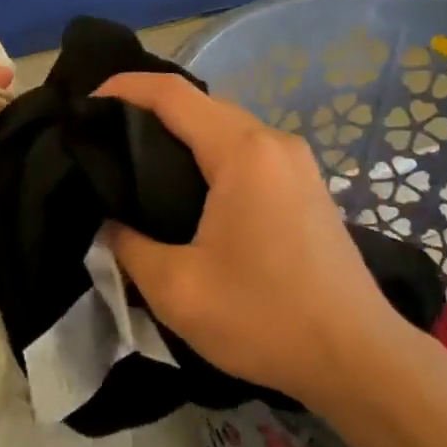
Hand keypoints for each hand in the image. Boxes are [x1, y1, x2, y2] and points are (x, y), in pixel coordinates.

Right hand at [95, 72, 395, 403]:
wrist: (359, 359)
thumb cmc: (265, 318)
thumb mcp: (177, 289)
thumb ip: (128, 247)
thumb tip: (110, 224)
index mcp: (242, 152)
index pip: (172, 94)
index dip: (124, 87)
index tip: (86, 103)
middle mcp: (273, 142)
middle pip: (201, 104)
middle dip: (148, 110)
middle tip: (103, 138)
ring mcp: (297, 162)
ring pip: (226, 127)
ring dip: (182, 133)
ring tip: (137, 162)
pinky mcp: (307, 185)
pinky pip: (248, 151)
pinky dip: (210, 153)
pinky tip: (188, 186)